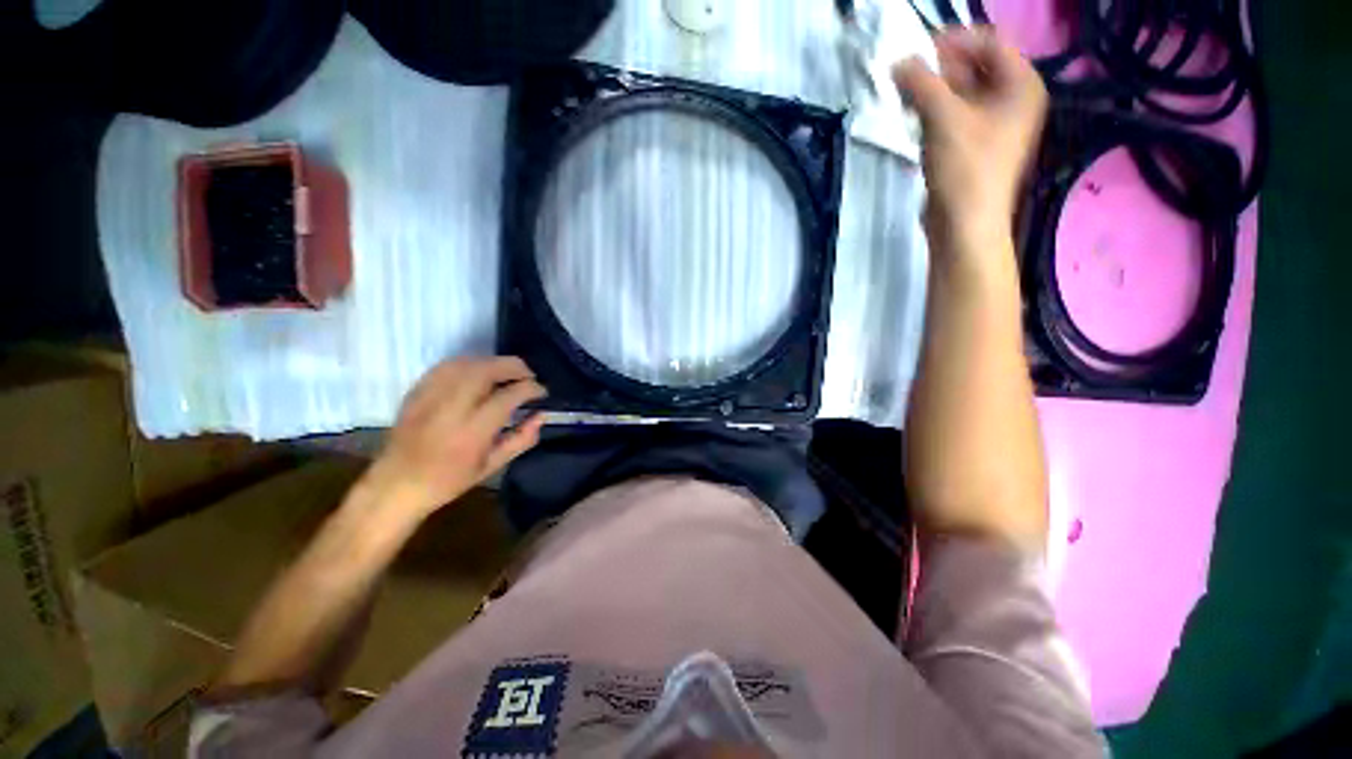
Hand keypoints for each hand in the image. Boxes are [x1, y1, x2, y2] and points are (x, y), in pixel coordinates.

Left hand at [367, 357, 546, 517]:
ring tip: (508, 372)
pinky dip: (470, 363)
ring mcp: (430, 397)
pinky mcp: (417, 391)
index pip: (508, 396)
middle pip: (486, 371)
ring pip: (467, 363)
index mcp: (472, 432)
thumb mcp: (492, 466)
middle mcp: (451, 408)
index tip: (541, 392)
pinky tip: (480, 371)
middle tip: (529, 375)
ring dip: (494, 362)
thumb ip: (522, 439)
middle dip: (514, 367)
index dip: (531, 389)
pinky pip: (447, 366)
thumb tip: (541, 415)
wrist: (396, 484)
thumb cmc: (449, 480)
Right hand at [894, 27, 1046, 255]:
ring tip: (904, 97)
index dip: (955, 41)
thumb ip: (921, 84)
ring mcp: (992, 125)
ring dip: (932, 92)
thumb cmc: (965, 168)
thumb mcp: (944, 119)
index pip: (990, 43)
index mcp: (1021, 85)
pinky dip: (933, 113)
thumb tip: (899, 62)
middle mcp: (1011, 100)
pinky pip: (953, 117)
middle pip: (975, 68)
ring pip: (960, 94)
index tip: (919, 50)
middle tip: (906, 75)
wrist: (964, 224)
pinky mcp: (972, 147)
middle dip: (939, 69)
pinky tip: (913, 118)